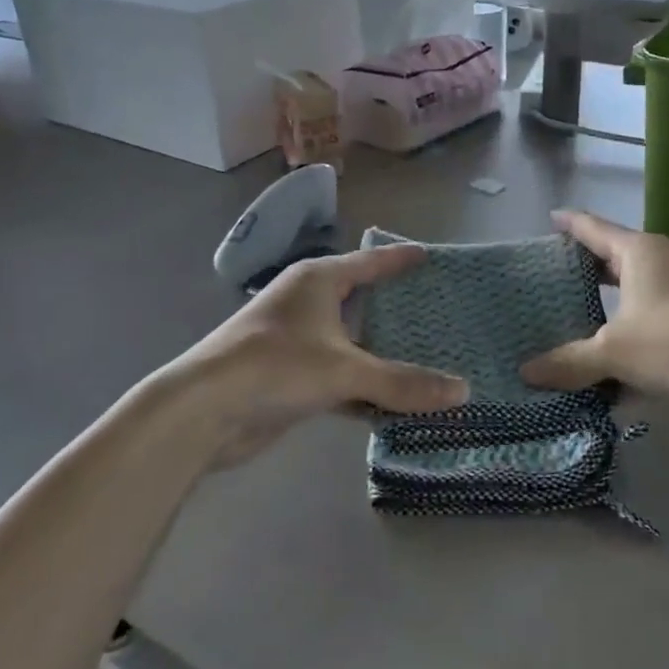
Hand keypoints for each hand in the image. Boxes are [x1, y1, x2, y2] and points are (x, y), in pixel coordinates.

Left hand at [169, 246, 468, 467]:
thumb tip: (464, 392)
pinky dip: (365, 388)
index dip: (399, 260)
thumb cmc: (275, 366)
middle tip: (441, 313)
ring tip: (430, 358)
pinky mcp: (291, 378)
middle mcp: (307, 304)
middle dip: (396, 310)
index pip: (369, 262)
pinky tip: (396, 404)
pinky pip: (341, 377)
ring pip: (352, 344)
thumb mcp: (345, 370)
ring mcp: (297, 342)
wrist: (204, 411)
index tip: (429, 257)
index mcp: (318, 281)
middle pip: (362, 301)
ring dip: (383, 355)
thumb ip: (403, 383)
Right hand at [520, 212, 668, 418]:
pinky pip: (652, 317)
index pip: (594, 227)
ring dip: (608, 302)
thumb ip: (569, 360)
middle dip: (585, 266)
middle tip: (550, 276)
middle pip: (614, 257)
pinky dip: (630, 329)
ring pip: (635, 291)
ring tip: (574, 315)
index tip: (549, 218)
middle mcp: (664, 262)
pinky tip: (612, 357)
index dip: (569, 223)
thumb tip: (526, 372)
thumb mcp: (614, 352)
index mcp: (640, 252)